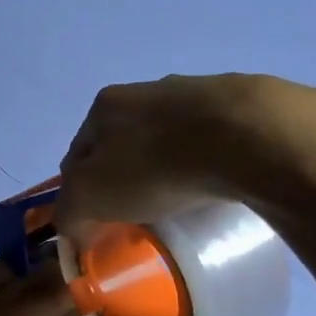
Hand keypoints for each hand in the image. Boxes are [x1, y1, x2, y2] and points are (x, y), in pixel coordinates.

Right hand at [56, 73, 315, 237]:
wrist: (246, 136)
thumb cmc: (153, 165)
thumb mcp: (90, 196)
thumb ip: (69, 211)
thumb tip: (70, 224)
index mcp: (103, 106)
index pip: (76, 154)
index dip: (79, 191)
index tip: (93, 219)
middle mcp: (144, 90)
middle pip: (120, 143)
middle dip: (121, 176)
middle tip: (134, 213)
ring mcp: (194, 93)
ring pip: (165, 138)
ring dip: (163, 165)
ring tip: (178, 200)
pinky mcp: (239, 104)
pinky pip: (208, 140)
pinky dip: (203, 161)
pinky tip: (213, 184)